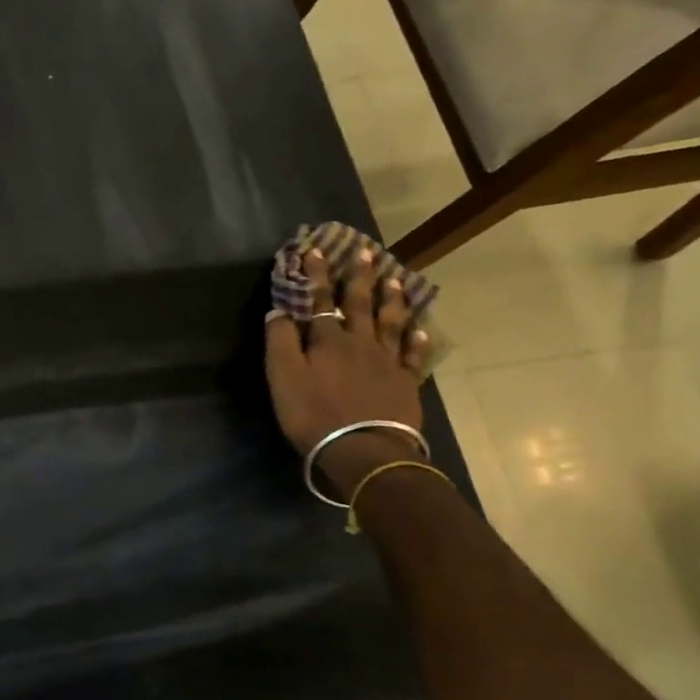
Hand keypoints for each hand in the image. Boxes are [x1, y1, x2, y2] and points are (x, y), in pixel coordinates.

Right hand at [265, 245, 429, 498]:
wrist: (364, 449)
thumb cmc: (314, 413)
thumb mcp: (283, 377)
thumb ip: (279, 341)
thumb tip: (278, 310)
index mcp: (327, 339)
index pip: (318, 299)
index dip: (315, 275)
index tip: (316, 250)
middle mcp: (359, 342)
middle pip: (359, 304)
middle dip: (359, 277)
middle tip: (367, 253)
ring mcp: (386, 362)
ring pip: (390, 323)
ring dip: (391, 300)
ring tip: (395, 279)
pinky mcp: (405, 384)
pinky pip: (413, 356)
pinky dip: (417, 341)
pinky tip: (421, 330)